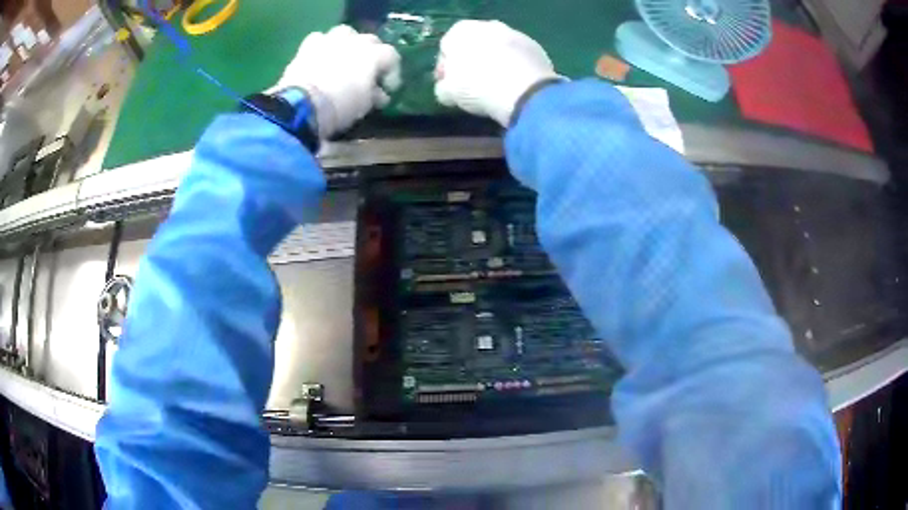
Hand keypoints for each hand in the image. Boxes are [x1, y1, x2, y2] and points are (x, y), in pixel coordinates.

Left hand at [271, 25, 401, 137]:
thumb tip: (379, 94)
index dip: (391, 73)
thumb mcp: (364, 106)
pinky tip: (320, 58)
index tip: (386, 88)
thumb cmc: (341, 105)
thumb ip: (374, 95)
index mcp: (375, 54)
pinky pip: (320, 39)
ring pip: (346, 34)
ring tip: (343, 59)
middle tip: (366, 73)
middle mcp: (356, 40)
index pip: (392, 57)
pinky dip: (323, 46)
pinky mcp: (309, 45)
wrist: (302, 104)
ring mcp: (331, 39)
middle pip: (370, 41)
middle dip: (371, 56)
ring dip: (348, 44)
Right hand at [435, 20, 562, 125]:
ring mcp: (514, 33)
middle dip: (472, 62)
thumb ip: (444, 87)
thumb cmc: (478, 87)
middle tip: (473, 85)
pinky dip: (515, 67)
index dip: (445, 69)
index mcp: (460, 31)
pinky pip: (518, 57)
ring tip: (496, 85)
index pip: (446, 48)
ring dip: (495, 62)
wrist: (525, 91)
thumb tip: (448, 87)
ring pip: (498, 49)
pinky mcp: (535, 47)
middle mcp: (488, 25)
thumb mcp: (449, 93)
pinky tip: (515, 85)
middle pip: (474, 45)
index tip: (449, 85)